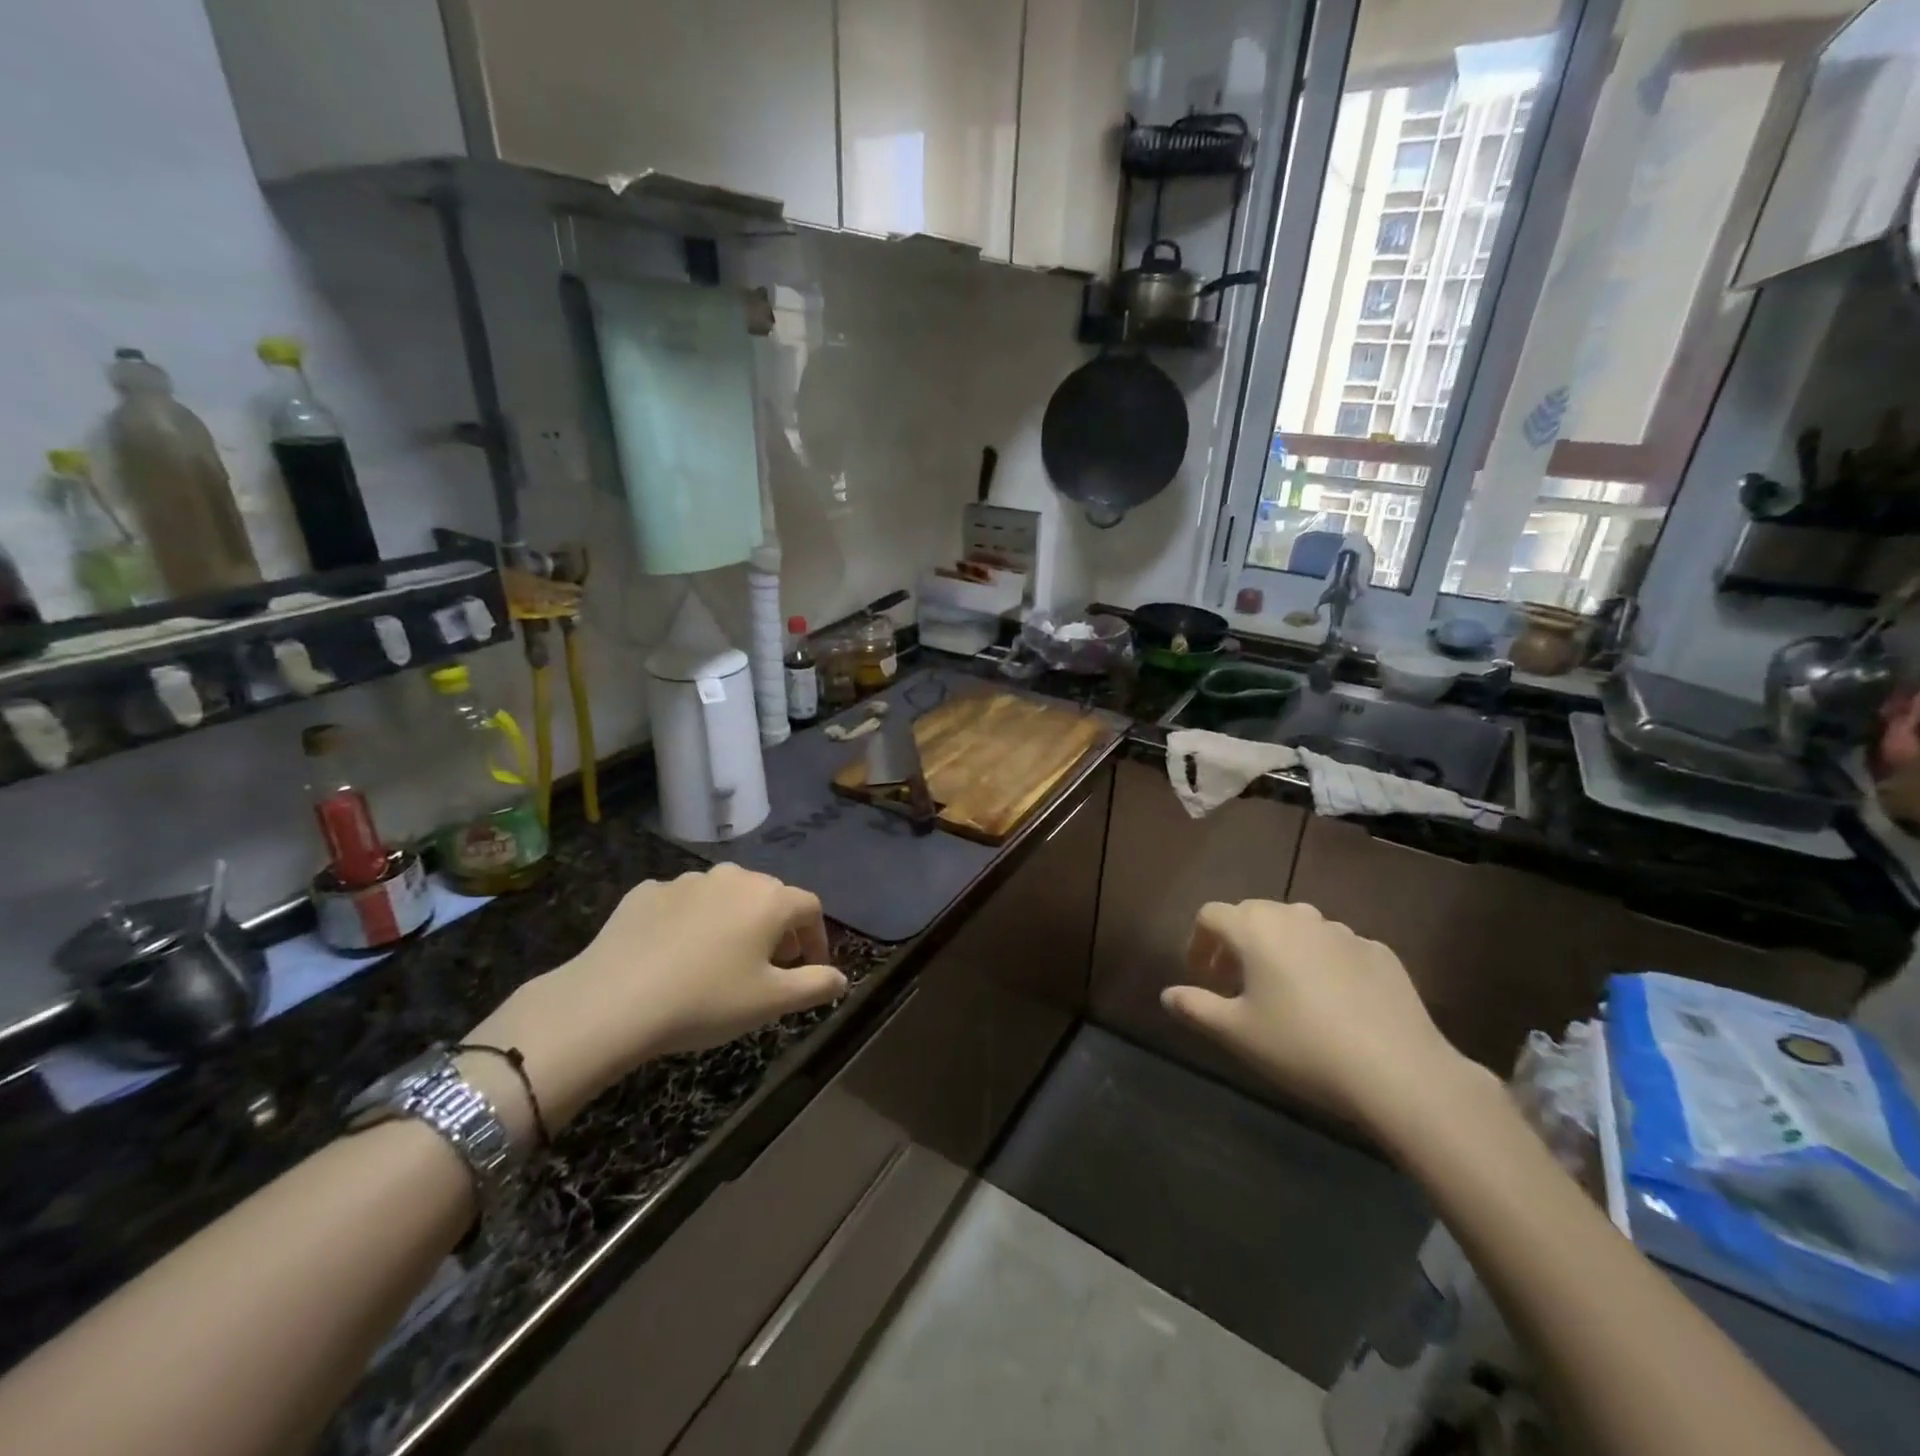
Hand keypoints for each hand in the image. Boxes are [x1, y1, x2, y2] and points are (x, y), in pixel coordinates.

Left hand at [471, 866, 846, 1127]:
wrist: (612, 1001)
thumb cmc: (706, 1001)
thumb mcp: (770, 1002)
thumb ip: (815, 986)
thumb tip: (841, 979)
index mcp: (769, 899)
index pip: (810, 908)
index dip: (816, 938)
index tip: (810, 969)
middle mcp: (733, 877)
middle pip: (768, 896)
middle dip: (777, 928)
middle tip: (769, 967)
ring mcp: (686, 880)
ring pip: (724, 896)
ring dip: (733, 921)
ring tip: (720, 959)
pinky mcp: (646, 892)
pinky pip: (682, 903)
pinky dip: (690, 922)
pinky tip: (675, 954)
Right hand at [1161, 900, 1477, 1135]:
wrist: (1399, 1071)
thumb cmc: (1301, 1046)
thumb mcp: (1236, 1033)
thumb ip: (1195, 1007)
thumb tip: (1167, 995)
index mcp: (1255, 929)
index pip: (1211, 915)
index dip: (1198, 942)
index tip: (1201, 976)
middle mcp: (1296, 917)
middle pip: (1254, 915)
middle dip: (1237, 943)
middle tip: (1236, 984)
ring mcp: (1342, 932)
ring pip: (1297, 928)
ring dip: (1280, 949)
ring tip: (1284, 991)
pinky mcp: (1379, 952)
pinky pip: (1336, 948)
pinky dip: (1321, 963)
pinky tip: (1332, 1003)